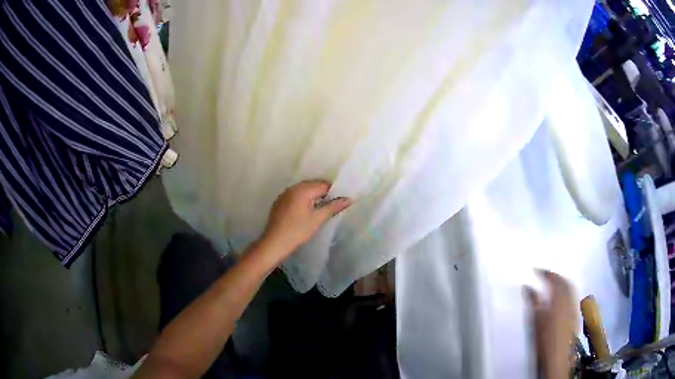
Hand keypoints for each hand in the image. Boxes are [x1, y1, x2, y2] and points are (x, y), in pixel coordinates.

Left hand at [260, 180, 351, 261]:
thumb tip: (349, 199)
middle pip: (314, 185)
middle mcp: (293, 187)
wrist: (274, 242)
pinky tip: (306, 212)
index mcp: (303, 189)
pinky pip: (296, 195)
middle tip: (331, 207)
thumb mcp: (317, 219)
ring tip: (320, 210)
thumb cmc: (298, 231)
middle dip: (323, 194)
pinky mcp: (280, 201)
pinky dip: (303, 200)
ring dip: (314, 197)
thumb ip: (333, 207)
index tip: (339, 203)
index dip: (333, 193)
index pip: (324, 184)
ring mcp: (285, 194)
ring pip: (304, 190)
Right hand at [525, 270, 577, 378]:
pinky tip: (560, 299)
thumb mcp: (535, 320)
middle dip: (556, 276)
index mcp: (559, 298)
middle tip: (545, 276)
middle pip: (565, 282)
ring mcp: (575, 307)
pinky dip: (566, 293)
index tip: (536, 270)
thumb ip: (532, 301)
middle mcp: (570, 299)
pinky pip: (572, 297)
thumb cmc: (544, 339)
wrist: (557, 357)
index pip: (554, 278)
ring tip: (552, 285)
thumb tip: (527, 286)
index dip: (545, 273)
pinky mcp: (576, 315)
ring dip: (562, 283)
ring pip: (570, 289)